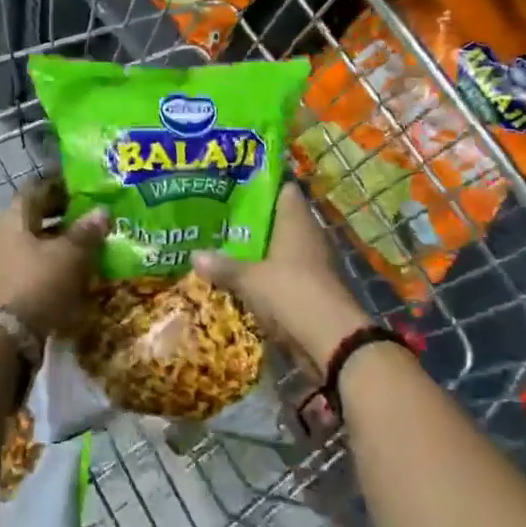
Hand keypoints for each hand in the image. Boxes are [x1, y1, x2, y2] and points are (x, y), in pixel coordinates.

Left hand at [0, 176, 109, 337]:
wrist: (6, 338)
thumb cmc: (37, 283)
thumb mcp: (69, 254)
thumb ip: (86, 231)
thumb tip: (102, 211)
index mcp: (16, 217)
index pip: (38, 187)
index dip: (61, 183)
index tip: (86, 184)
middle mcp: (9, 235)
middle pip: (39, 216)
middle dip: (68, 214)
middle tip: (98, 212)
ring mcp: (11, 263)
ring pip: (42, 243)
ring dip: (67, 242)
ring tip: (99, 242)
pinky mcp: (17, 288)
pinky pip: (43, 268)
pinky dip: (62, 266)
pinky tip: (86, 271)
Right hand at [193, 184, 367, 370]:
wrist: (332, 340)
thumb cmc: (291, 292)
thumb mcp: (249, 280)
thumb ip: (223, 266)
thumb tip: (193, 255)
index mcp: (296, 220)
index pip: (283, 190)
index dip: (262, 187)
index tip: (235, 188)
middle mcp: (309, 235)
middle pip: (281, 219)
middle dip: (255, 222)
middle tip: (222, 221)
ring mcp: (315, 262)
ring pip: (284, 248)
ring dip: (262, 251)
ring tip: (228, 249)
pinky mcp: (315, 288)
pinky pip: (288, 273)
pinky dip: (271, 275)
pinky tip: (247, 280)